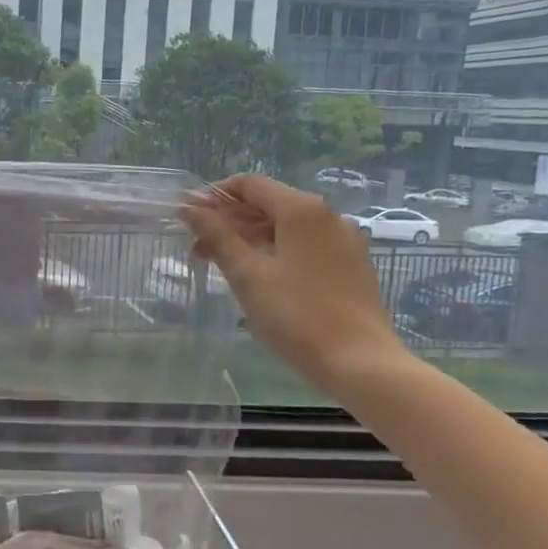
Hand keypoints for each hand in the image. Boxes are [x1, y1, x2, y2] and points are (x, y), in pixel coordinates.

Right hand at [182, 174, 408, 389]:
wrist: (360, 363)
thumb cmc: (296, 316)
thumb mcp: (248, 275)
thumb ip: (217, 236)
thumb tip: (189, 207)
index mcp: (302, 210)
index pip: (249, 184)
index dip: (214, 196)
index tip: (187, 218)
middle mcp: (327, 215)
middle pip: (268, 204)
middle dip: (229, 221)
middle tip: (197, 248)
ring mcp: (344, 241)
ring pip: (286, 227)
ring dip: (250, 238)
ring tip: (222, 265)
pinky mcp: (351, 265)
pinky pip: (305, 245)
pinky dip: (276, 251)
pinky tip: (259, 277)